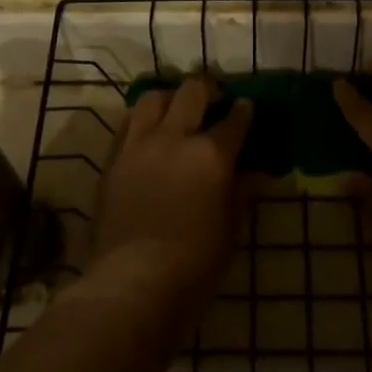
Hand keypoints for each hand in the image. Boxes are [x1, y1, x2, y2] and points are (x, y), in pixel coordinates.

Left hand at [85, 76, 253, 326]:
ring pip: (153, 98)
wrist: (131, 283)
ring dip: (170, 98)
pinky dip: (142, 119)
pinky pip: (128, 123)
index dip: (243, 110)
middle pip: (192, 91)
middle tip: (214, 98)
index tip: (246, 107)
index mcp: (211, 155)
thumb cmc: (193, 264)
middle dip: (207, 88)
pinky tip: (149, 132)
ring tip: (176, 110)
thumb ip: (242, 194)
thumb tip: (258, 174)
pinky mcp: (114, 158)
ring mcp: (140, 144)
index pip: (234, 120)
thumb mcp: (230, 230)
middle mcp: (175, 138)